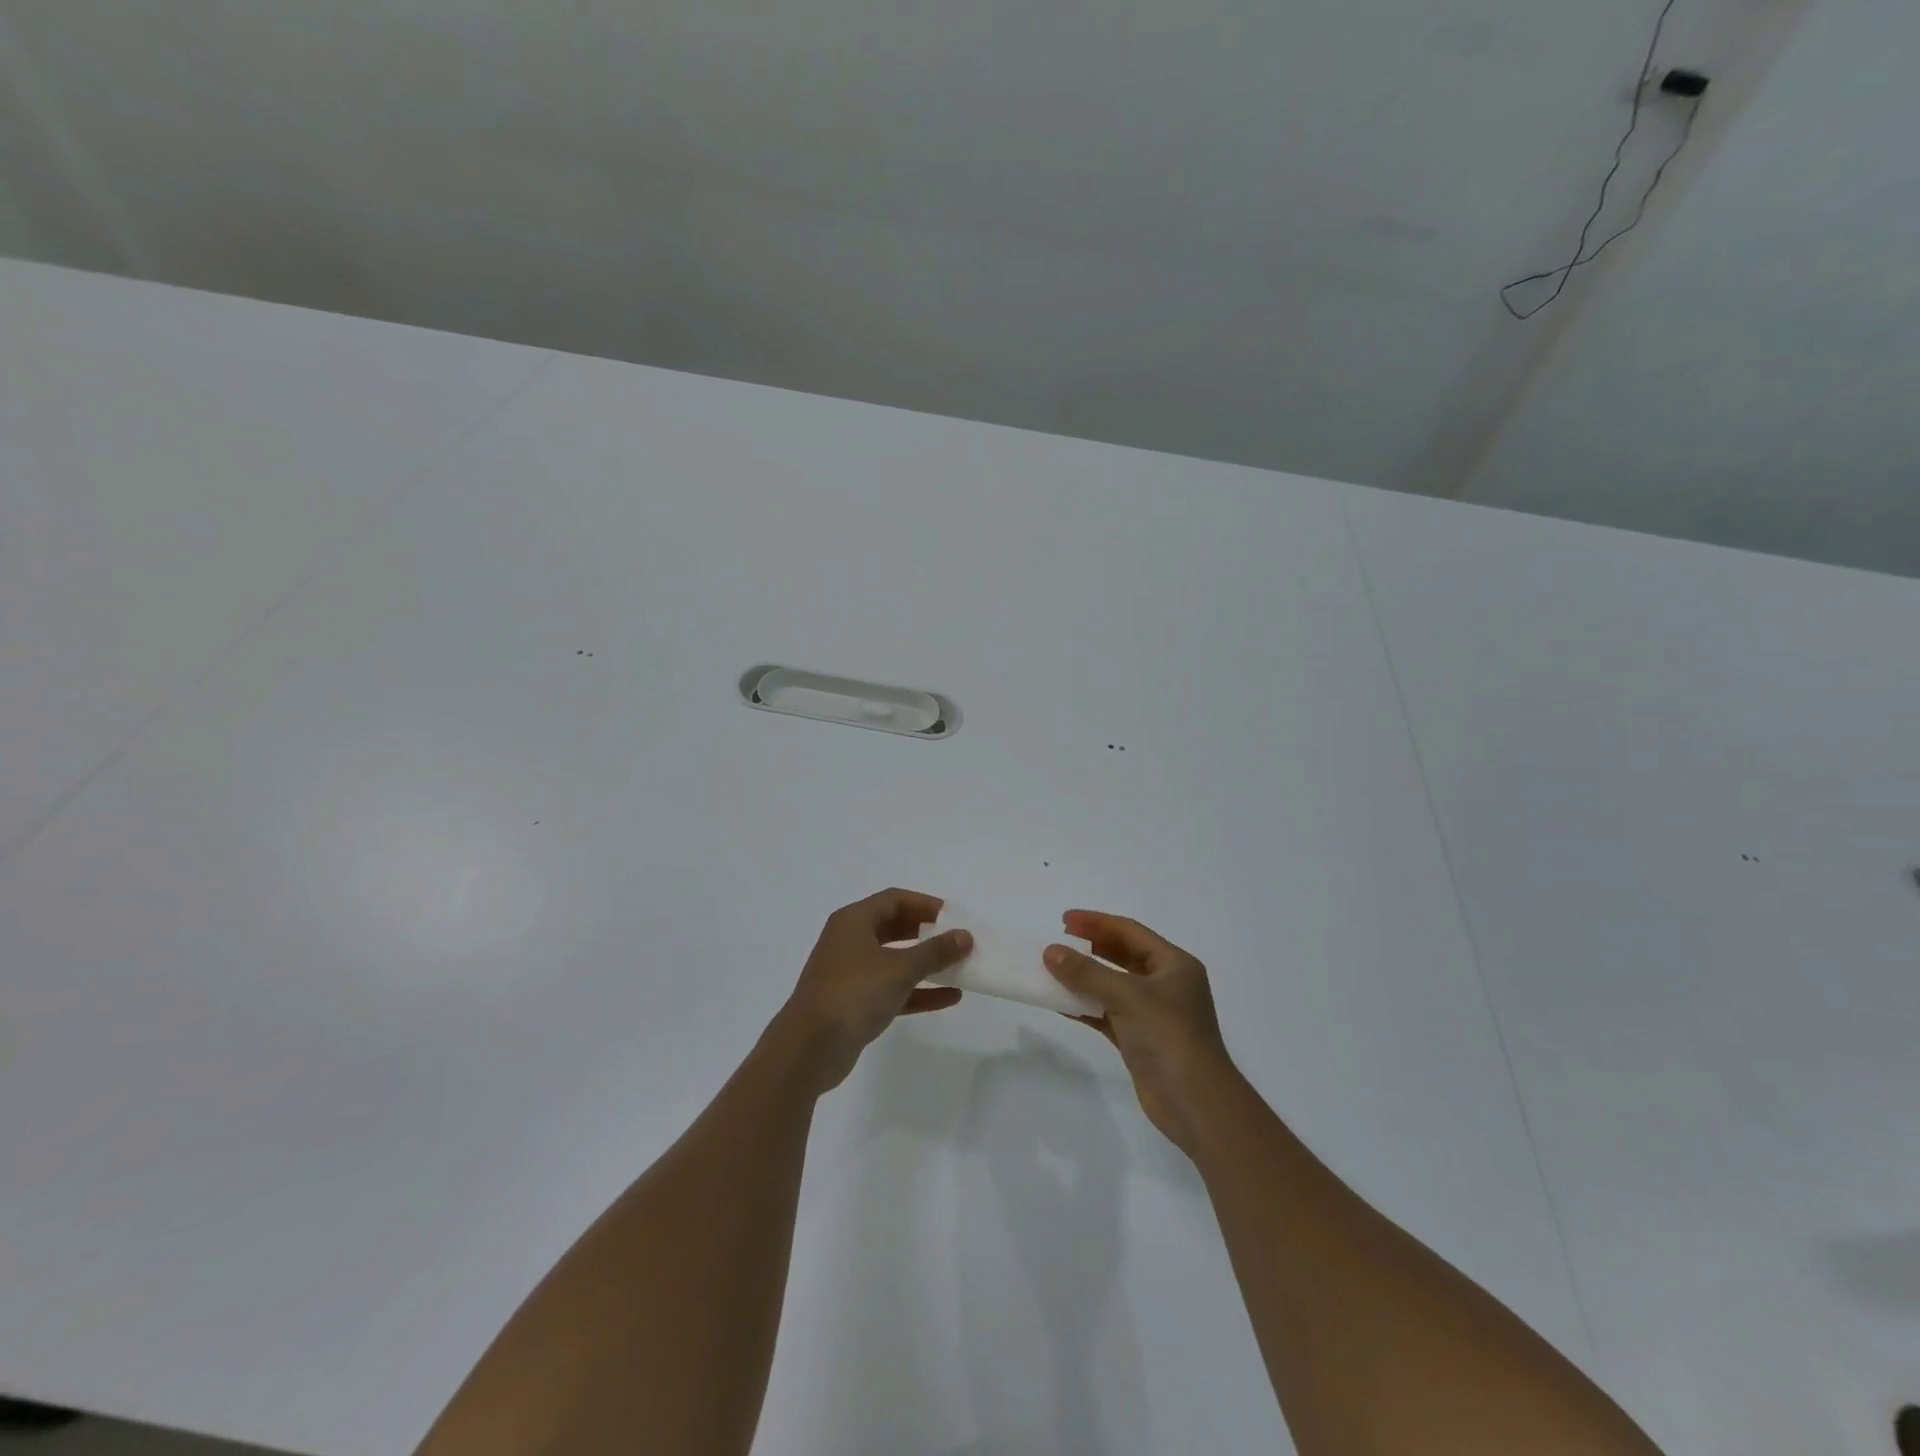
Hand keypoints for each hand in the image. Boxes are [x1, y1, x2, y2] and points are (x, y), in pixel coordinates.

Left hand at [775, 889, 972, 1093]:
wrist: (810, 1048)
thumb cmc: (854, 993)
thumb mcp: (900, 969)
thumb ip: (935, 951)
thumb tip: (965, 936)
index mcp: (854, 921)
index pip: (895, 900)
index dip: (926, 904)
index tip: (954, 916)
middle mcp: (850, 941)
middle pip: (894, 927)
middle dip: (927, 932)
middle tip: (957, 939)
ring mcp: (851, 973)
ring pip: (894, 960)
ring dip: (926, 963)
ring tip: (959, 966)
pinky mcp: (855, 1003)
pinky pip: (893, 989)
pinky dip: (918, 990)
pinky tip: (950, 997)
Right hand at [1044, 911, 1237, 1154]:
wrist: (1195, 1103)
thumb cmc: (1168, 1036)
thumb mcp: (1127, 996)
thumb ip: (1086, 972)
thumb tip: (1051, 951)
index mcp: (1174, 965)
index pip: (1130, 932)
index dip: (1097, 922)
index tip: (1064, 920)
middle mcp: (1165, 985)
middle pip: (1122, 956)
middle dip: (1090, 948)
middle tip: (1058, 942)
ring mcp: (1153, 1013)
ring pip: (1112, 986)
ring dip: (1084, 978)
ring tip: (1053, 969)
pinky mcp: (1139, 1039)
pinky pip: (1107, 1013)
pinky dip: (1085, 1006)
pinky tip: (1060, 1003)